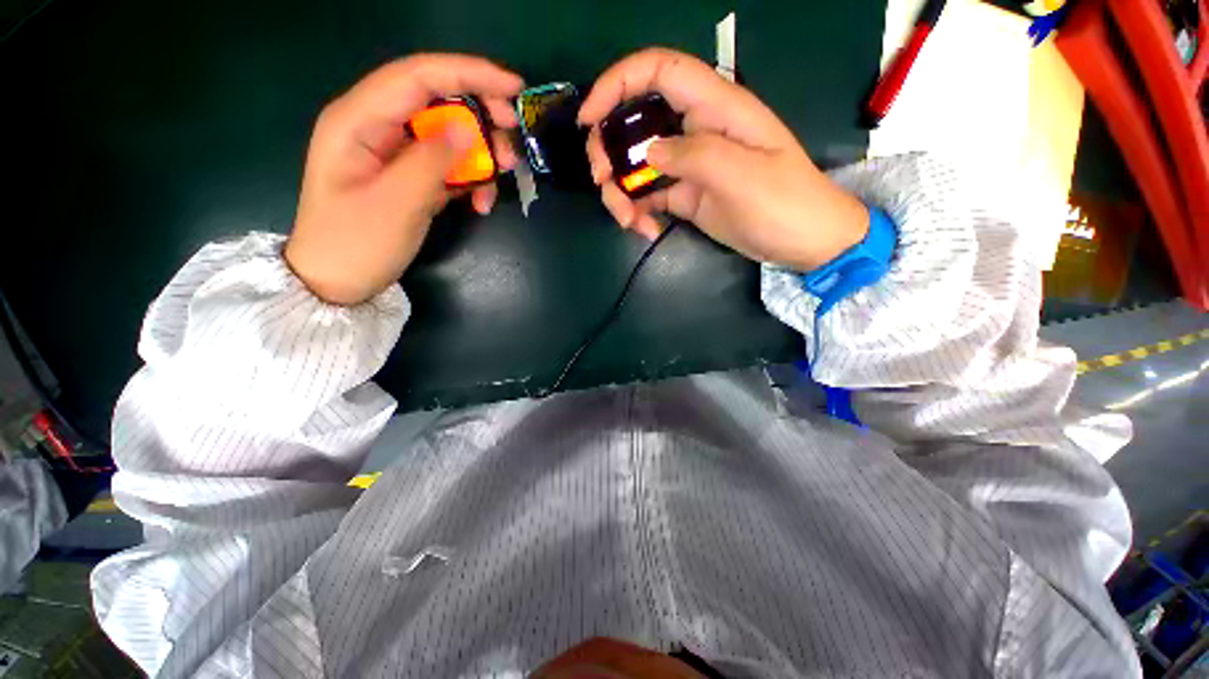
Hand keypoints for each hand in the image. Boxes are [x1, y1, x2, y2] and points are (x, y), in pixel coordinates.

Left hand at [286, 55, 522, 305]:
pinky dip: (470, 178)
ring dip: (480, 153)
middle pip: (438, 100)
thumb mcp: (396, 203)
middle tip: (512, 140)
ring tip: (501, 180)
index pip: (418, 76)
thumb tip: (468, 128)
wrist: (337, 282)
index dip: (469, 73)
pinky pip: (448, 164)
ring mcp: (395, 152)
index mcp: (359, 119)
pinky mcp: (411, 176)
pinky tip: (481, 202)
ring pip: (449, 134)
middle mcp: (377, 126)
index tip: (513, 88)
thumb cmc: (356, 243)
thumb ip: (431, 160)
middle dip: (480, 116)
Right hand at [579, 48, 868, 271]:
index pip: (660, 72)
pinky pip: (649, 196)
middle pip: (636, 122)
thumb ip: (695, 156)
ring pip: (637, 166)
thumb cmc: (783, 203)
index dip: (618, 83)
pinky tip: (645, 231)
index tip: (589, 118)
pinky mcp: (685, 195)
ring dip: (621, 192)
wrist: (801, 241)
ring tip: (628, 222)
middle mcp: (696, 131)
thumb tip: (650, 153)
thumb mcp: (743, 176)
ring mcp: (688, 165)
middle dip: (610, 151)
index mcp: (715, 109)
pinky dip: (639, 212)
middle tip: (603, 183)